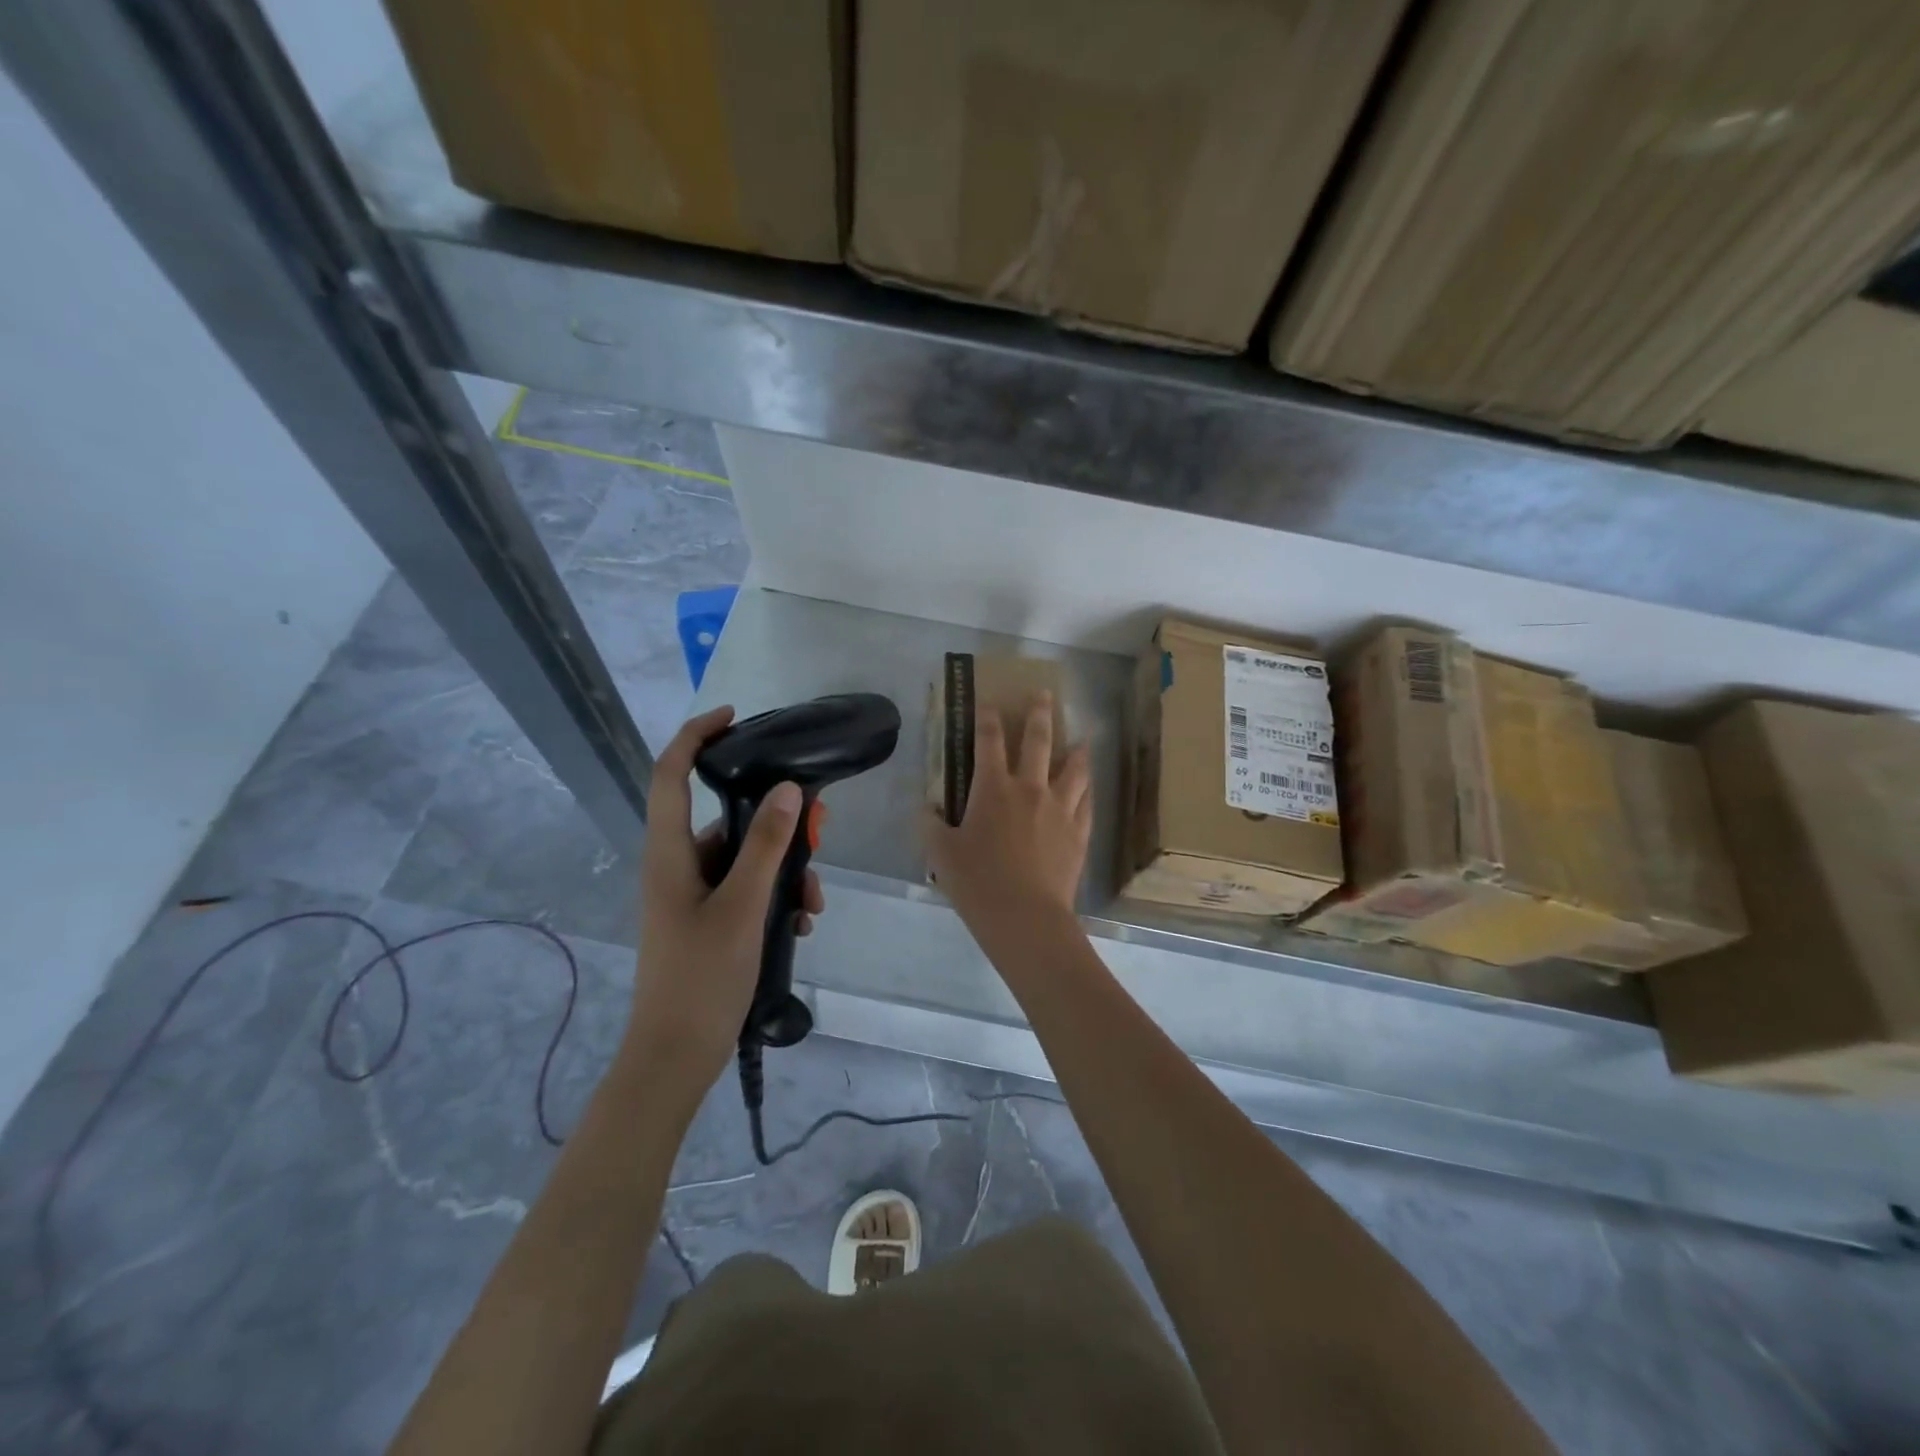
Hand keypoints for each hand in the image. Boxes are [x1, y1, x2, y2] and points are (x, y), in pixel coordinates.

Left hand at [627, 706, 824, 1096]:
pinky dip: (774, 896)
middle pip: (727, 819)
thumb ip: (766, 846)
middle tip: (819, 836)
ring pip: (745, 858)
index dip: (696, 736)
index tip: (736, 717)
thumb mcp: (743, 907)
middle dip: (777, 825)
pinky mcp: (707, 919)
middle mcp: (678, 865)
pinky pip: (745, 889)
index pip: (671, 773)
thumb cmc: (702, 978)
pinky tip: (801, 923)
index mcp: (671, 853)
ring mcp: (692, 894)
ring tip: (812, 903)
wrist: (676, 1056)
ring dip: (784, 871)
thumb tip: (790, 789)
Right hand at [925, 693, 1091, 930]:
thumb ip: (930, 825)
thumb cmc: (977, 882)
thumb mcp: (940, 853)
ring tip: (1082, 740)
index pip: (989, 741)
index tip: (987, 702)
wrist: (1025, 917)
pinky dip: (1087, 790)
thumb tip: (925, 807)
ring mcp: (1060, 810)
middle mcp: (1031, 789)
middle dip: (1040, 714)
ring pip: (1074, 769)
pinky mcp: (1079, 833)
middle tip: (1044, 694)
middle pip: (1039, 741)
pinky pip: (1087, 803)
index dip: (987, 717)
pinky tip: (1089, 789)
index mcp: (994, 788)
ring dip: (1077, 750)